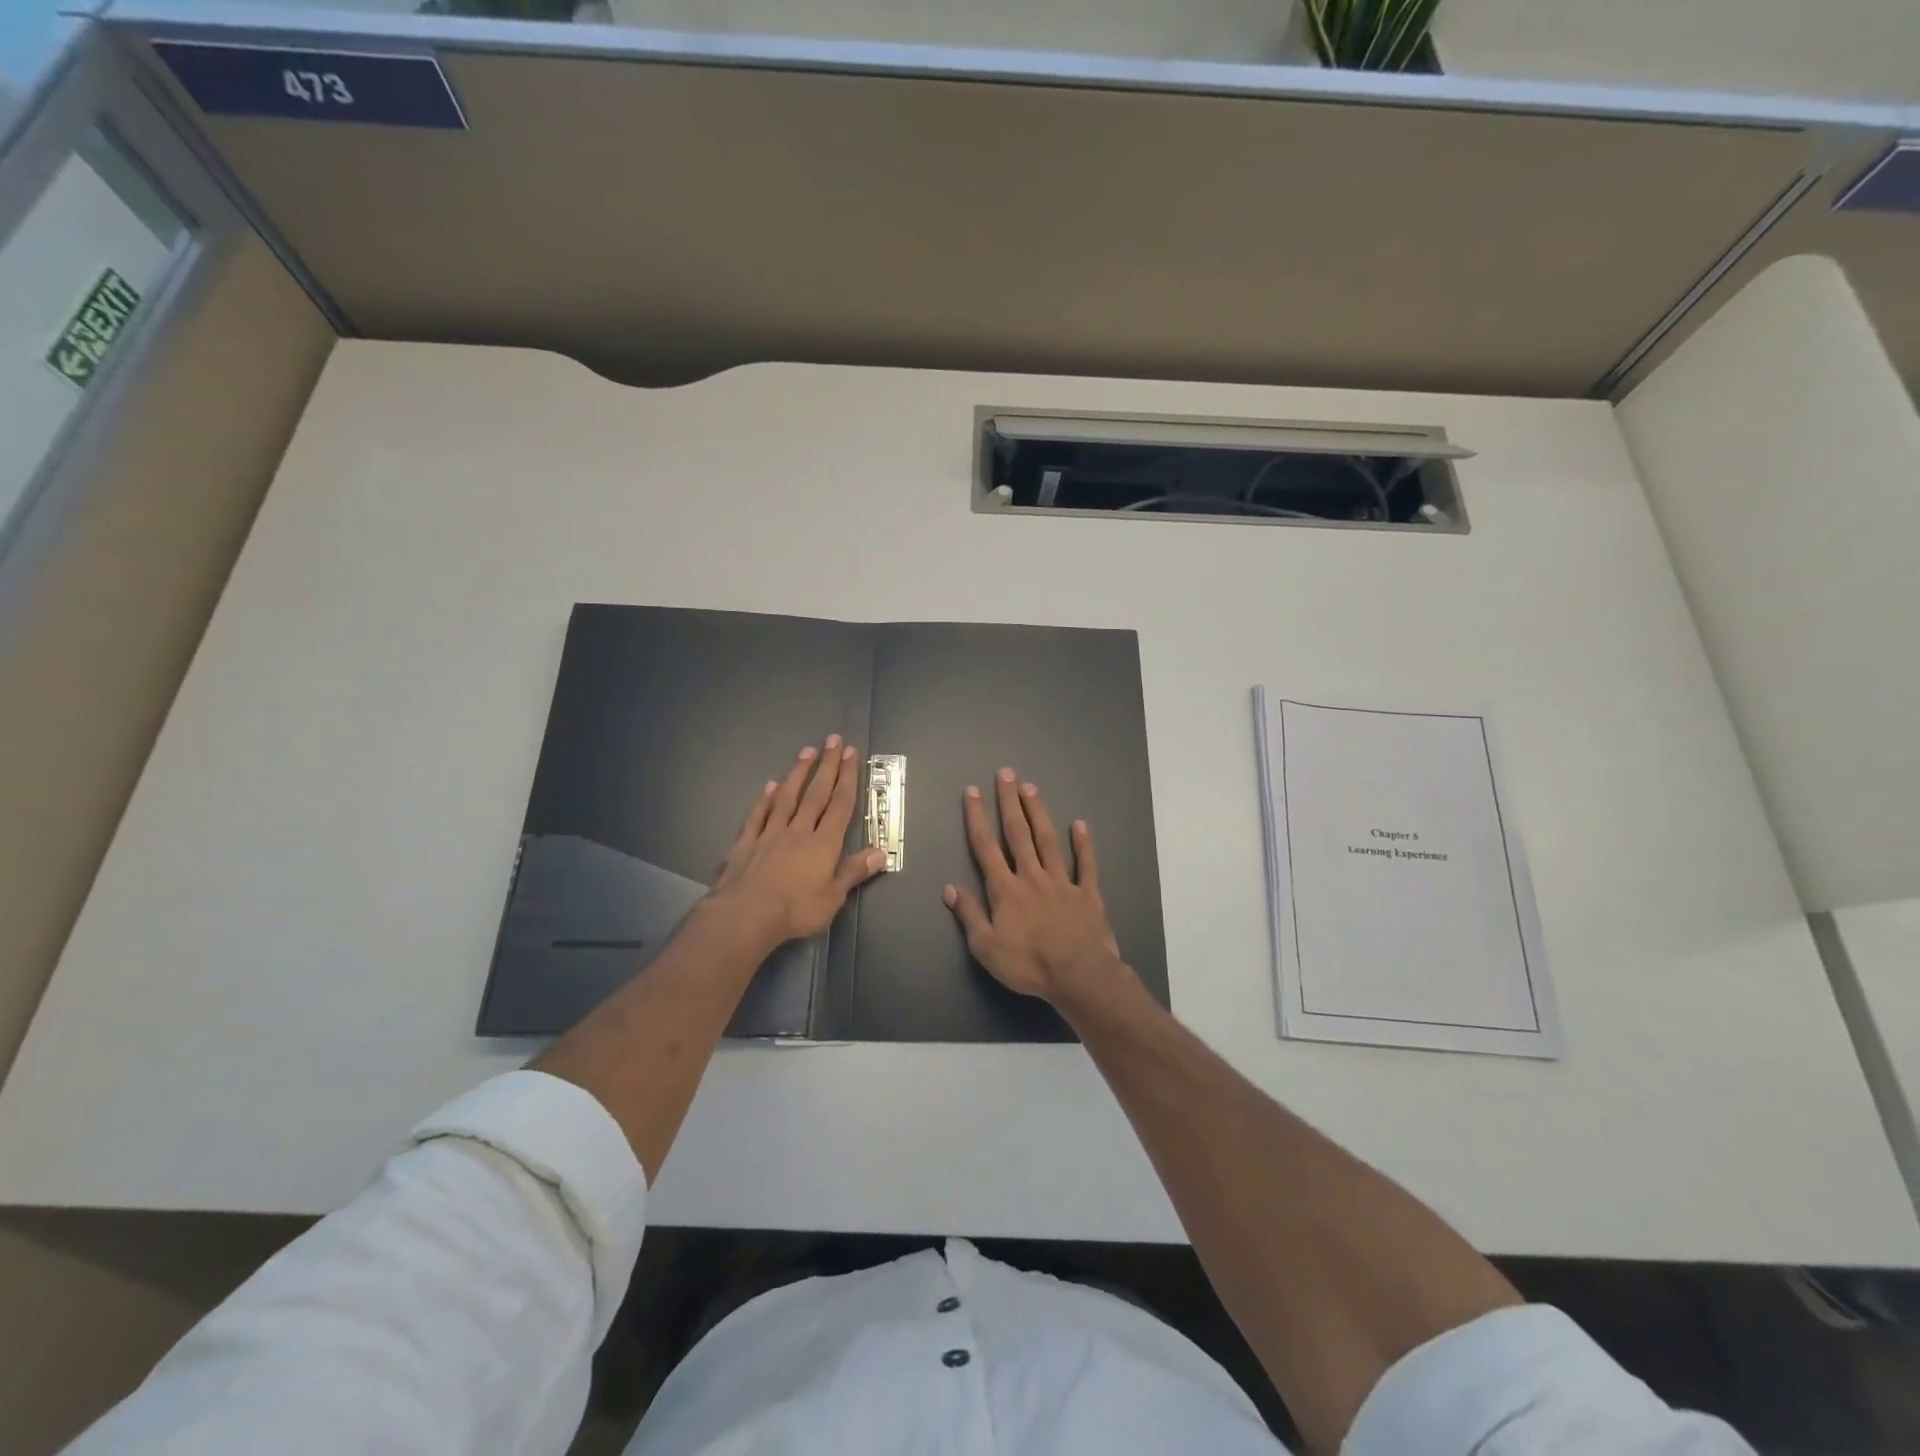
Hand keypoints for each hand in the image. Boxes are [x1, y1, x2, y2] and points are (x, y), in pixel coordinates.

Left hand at [711, 736, 887, 946]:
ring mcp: (770, 834)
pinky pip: (757, 816)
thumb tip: (881, 852)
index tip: (850, 753)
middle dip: (827, 766)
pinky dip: (764, 799)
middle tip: (832, 740)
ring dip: (797, 773)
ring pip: (786, 797)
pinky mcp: (746, 843)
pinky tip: (769, 786)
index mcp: (823, 844)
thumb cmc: (795, 910)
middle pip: (815, 794)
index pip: (839, 804)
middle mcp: (798, 831)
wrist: (746, 915)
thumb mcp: (833, 897)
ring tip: (806, 751)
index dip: (847, 778)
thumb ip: (854, 872)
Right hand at [943, 768, 1126, 1005]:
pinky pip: (1086, 864)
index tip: (972, 792)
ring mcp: (1063, 882)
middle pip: (1018, 834)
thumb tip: (950, 888)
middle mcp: (1032, 877)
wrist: (1079, 976)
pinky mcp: (1088, 894)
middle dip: (1009, 802)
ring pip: (1048, 841)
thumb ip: (969, 915)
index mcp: (1006, 890)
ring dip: (1038, 813)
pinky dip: (1083, 844)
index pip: (986, 848)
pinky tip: (1080, 825)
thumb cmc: (1028, 965)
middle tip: (1006, 774)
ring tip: (1031, 788)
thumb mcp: (986, 948)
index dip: (977, 818)